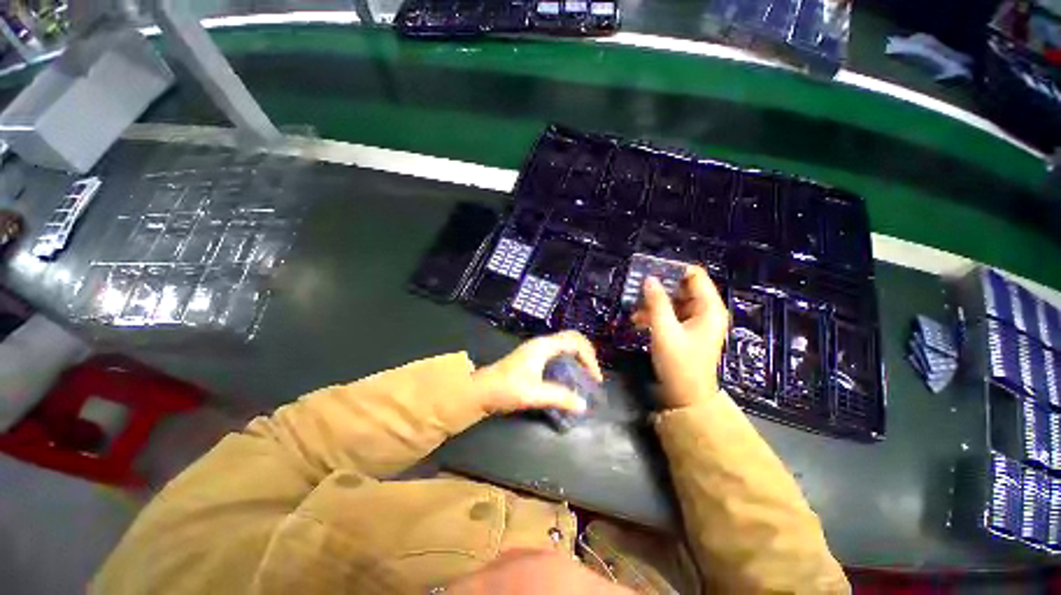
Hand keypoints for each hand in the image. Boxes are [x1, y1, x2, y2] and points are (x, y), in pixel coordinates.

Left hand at [472, 331, 603, 414]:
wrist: (481, 390)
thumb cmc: (505, 388)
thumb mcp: (534, 394)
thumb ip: (559, 398)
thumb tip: (584, 404)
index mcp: (544, 346)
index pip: (575, 341)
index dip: (589, 357)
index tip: (594, 378)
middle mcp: (542, 343)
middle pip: (572, 339)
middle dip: (587, 354)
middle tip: (592, 375)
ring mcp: (537, 349)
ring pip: (565, 345)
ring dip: (578, 357)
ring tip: (584, 376)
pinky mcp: (534, 357)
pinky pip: (559, 352)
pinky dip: (569, 360)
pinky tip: (569, 377)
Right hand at [631, 265, 728, 408]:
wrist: (686, 396)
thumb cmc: (679, 363)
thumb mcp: (664, 331)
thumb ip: (656, 303)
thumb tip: (649, 279)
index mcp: (709, 308)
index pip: (694, 275)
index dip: (673, 270)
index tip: (649, 270)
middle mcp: (706, 310)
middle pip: (682, 287)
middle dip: (659, 289)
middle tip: (636, 290)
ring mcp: (697, 320)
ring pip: (673, 301)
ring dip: (653, 304)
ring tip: (634, 312)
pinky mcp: (687, 329)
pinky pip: (671, 314)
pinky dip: (655, 315)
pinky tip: (638, 321)